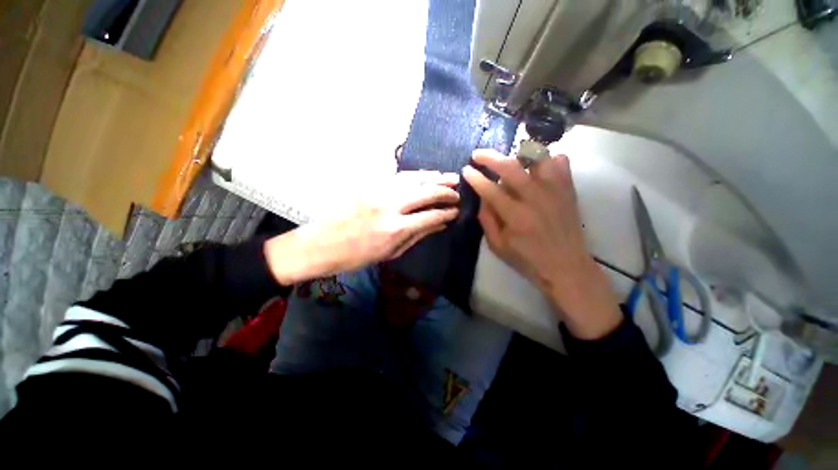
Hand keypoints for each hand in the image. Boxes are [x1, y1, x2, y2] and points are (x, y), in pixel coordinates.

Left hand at [265, 171, 459, 284]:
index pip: (431, 215)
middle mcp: (390, 206)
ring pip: (413, 178)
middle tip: (457, 191)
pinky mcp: (370, 185)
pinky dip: (416, 175)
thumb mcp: (391, 252)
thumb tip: (440, 225)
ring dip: (433, 177)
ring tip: (448, 177)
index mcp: (396, 229)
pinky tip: (425, 175)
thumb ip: (417, 235)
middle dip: (445, 190)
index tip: (456, 210)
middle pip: (425, 192)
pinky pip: (399, 176)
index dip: (446, 212)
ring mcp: (379, 192)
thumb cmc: (357, 256)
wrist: (322, 244)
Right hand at [462, 149, 621, 339]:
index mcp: (516, 216)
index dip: (476, 177)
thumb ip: (486, 219)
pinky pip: (560, 162)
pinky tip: (536, 167)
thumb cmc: (527, 260)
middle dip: (490, 157)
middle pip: (511, 167)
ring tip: (509, 159)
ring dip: (519, 154)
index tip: (466, 169)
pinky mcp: (568, 190)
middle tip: (478, 155)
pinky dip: (547, 159)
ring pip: (538, 158)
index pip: (490, 189)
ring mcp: (555, 191)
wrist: (566, 267)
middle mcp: (536, 199)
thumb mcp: (497, 246)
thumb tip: (481, 196)